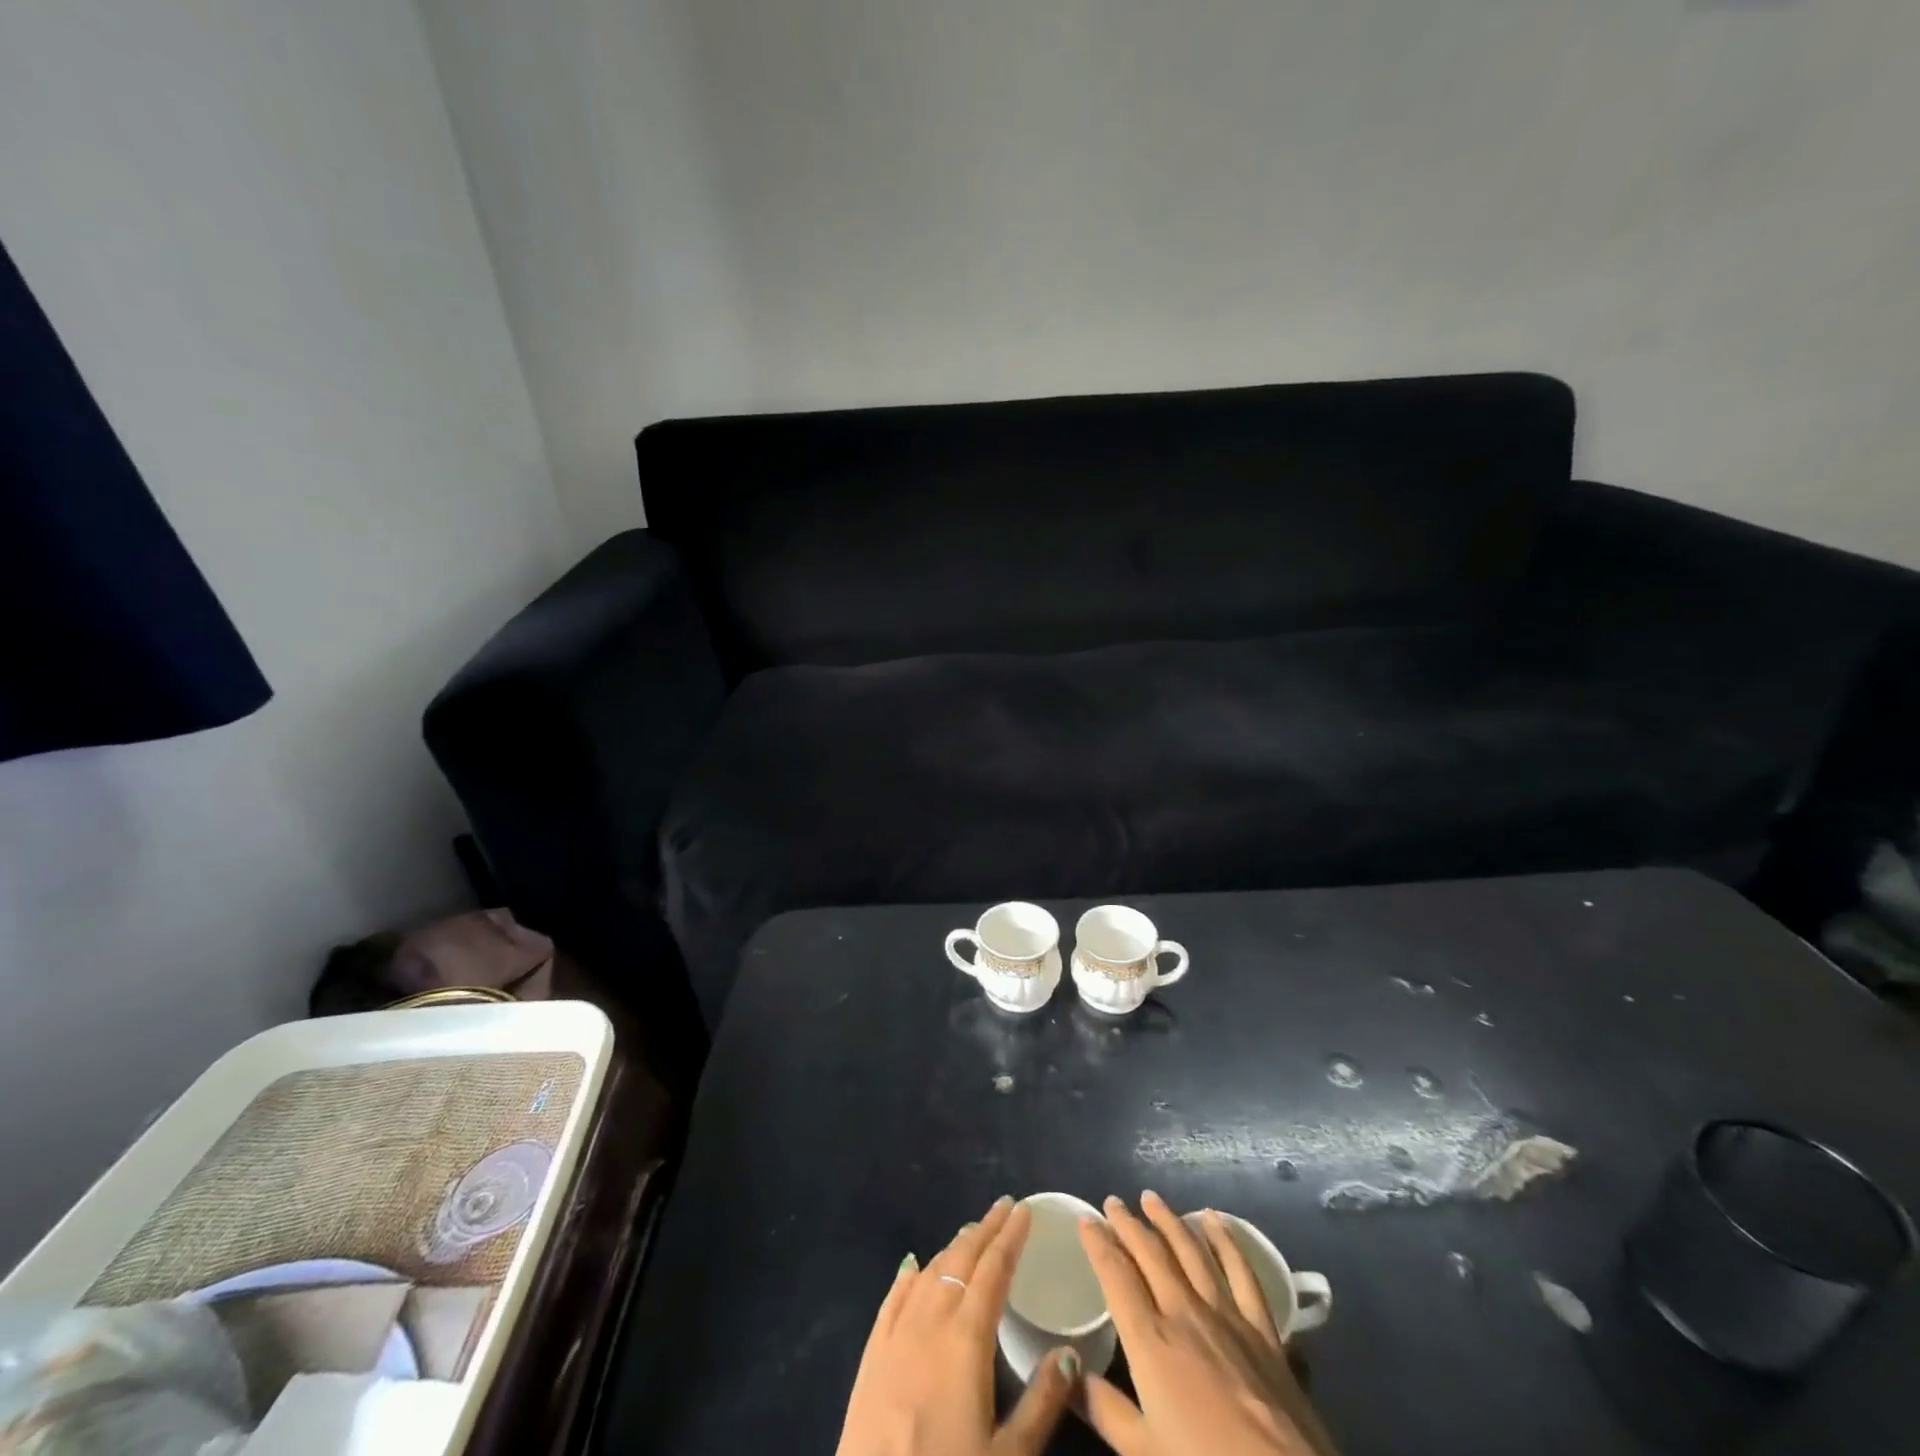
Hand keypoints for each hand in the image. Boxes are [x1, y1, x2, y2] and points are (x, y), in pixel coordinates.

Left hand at [836, 1195, 1080, 1455]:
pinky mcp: (872, 1356)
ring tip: (971, 1233)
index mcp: (967, 1339)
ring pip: (929, 1273)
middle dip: (986, 1230)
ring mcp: (896, 1336)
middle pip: (961, 1259)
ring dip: (953, 1248)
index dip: (1011, 1237)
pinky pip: (893, 1299)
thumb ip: (1042, 1403)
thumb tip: (1070, 1353)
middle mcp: (930, 1322)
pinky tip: (914, 1265)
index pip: (994, 1270)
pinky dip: (909, 1275)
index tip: (1024, 1210)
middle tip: (1004, 1207)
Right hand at [1077, 1192, 1339, 1455]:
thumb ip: (1103, 1409)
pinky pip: (1241, 1271)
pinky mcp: (1263, 1329)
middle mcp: (1184, 1313)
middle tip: (1113, 1202)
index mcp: (1150, 1340)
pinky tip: (1215, 1220)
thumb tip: (1068, 1372)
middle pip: (1151, 1254)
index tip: (1085, 1220)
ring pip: (1191, 1251)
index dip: (1098, 1244)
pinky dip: (1226, 1240)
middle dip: (1128, 1224)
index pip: (1116, 1276)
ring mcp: (1226, 1316)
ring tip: (1152, 1199)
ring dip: (1169, 1221)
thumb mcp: (1143, 1453)